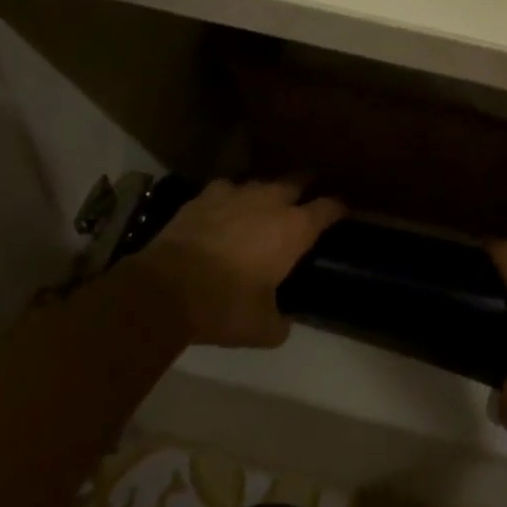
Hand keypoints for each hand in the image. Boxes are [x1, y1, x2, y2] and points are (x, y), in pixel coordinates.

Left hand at [129, 179, 344, 347]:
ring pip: (261, 181)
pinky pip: (226, 189)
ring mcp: (235, 194)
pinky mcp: (203, 197)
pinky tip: (226, 209)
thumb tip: (284, 322)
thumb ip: (281, 323)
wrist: (163, 290)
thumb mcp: (261, 328)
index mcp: (294, 229)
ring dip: (268, 191)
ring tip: (266, 204)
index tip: (344, 213)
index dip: (340, 209)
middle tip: (309, 196)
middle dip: (308, 184)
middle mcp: (270, 201)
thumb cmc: (223, 306)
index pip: (330, 207)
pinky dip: (231, 198)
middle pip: (299, 178)